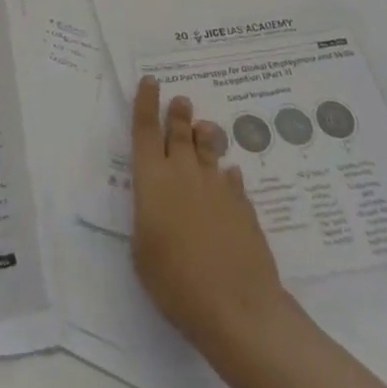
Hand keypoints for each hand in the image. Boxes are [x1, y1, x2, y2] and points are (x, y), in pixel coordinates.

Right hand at [130, 75, 290, 353]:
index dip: (147, 103)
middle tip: (181, 100)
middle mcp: (184, 174)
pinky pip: (232, 180)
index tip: (151, 81)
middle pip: (180, 133)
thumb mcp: (142, 251)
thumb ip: (149, 218)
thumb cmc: (175, 282)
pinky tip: (229, 176)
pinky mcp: (243, 206)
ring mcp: (218, 187)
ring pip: (209, 150)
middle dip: (179, 114)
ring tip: (206, 127)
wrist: (236, 306)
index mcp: (153, 181)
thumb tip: (160, 204)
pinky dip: (227, 175)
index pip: (146, 130)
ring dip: (205, 136)